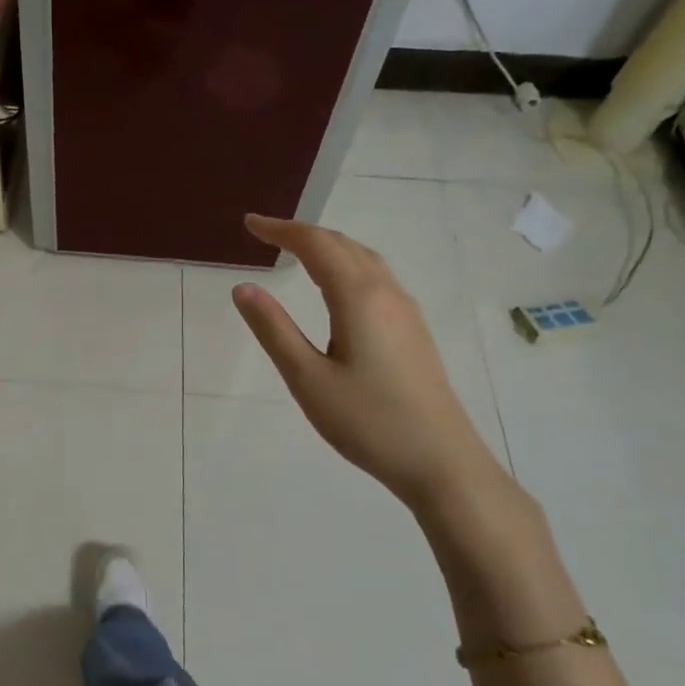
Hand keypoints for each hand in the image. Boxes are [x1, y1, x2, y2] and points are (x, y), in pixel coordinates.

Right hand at [233, 213, 508, 512]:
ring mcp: (405, 310)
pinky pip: (376, 276)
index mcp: (358, 298)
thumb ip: (273, 329)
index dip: (281, 230)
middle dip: (302, 233)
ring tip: (296, 251)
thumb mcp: (308, 379)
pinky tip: (337, 286)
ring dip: (328, 246)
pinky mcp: (413, 329)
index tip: (250, 224)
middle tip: (266, 234)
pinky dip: (347, 264)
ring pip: (364, 258)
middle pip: (343, 244)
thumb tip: (243, 288)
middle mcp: (386, 293)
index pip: (316, 245)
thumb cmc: (368, 422)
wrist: (441, 461)